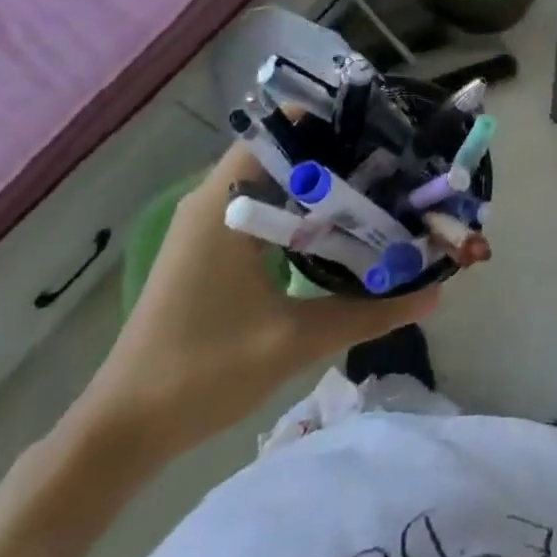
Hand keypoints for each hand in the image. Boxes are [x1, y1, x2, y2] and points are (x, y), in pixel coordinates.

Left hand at [74, 141, 439, 467]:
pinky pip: (262, 211)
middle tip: (394, 169)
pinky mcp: (207, 250)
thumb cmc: (202, 372)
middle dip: (337, 157)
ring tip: (378, 194)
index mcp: (224, 204)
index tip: (382, 135)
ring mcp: (206, 226)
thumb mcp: (294, 341)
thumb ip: (368, 311)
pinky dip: (299, 213)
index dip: (332, 125)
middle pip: (283, 155)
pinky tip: (337, 234)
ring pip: (273, 184)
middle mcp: (213, 201)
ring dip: (320, 188)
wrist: (122, 430)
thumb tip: (435, 293)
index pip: (282, 132)